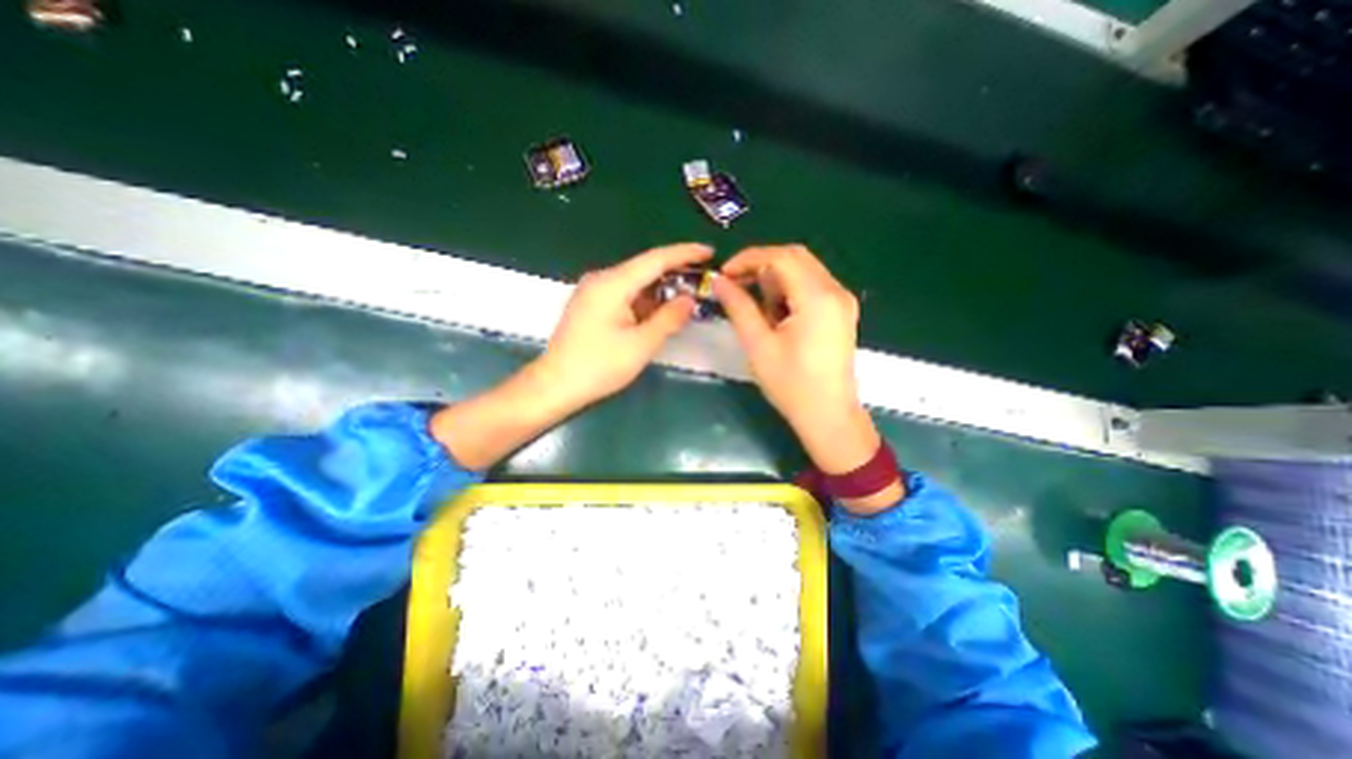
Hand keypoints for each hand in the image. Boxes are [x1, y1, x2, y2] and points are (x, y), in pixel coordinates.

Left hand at [538, 240, 711, 408]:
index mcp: (612, 283)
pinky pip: (624, 294)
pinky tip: (661, 310)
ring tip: (689, 295)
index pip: (656, 259)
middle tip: (704, 278)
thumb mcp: (641, 345)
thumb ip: (669, 318)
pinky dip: (645, 300)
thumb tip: (689, 300)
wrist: (555, 386)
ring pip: (635, 282)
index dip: (685, 253)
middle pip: (645, 268)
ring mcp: (593, 291)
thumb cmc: (599, 366)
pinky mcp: (591, 305)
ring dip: (661, 289)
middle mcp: (601, 279)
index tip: (710, 252)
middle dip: (675, 272)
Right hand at [709, 243, 890, 479]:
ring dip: (775, 279)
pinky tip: (776, 314)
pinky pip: (812, 286)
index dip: (748, 259)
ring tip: (757, 308)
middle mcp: (836, 291)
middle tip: (736, 286)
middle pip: (795, 257)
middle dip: (761, 266)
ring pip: (804, 270)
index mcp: (817, 297)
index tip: (724, 274)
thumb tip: (719, 281)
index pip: (780, 257)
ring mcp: (843, 301)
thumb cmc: (791, 385)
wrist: (829, 416)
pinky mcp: (842, 312)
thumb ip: (739, 307)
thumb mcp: (758, 345)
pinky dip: (789, 290)